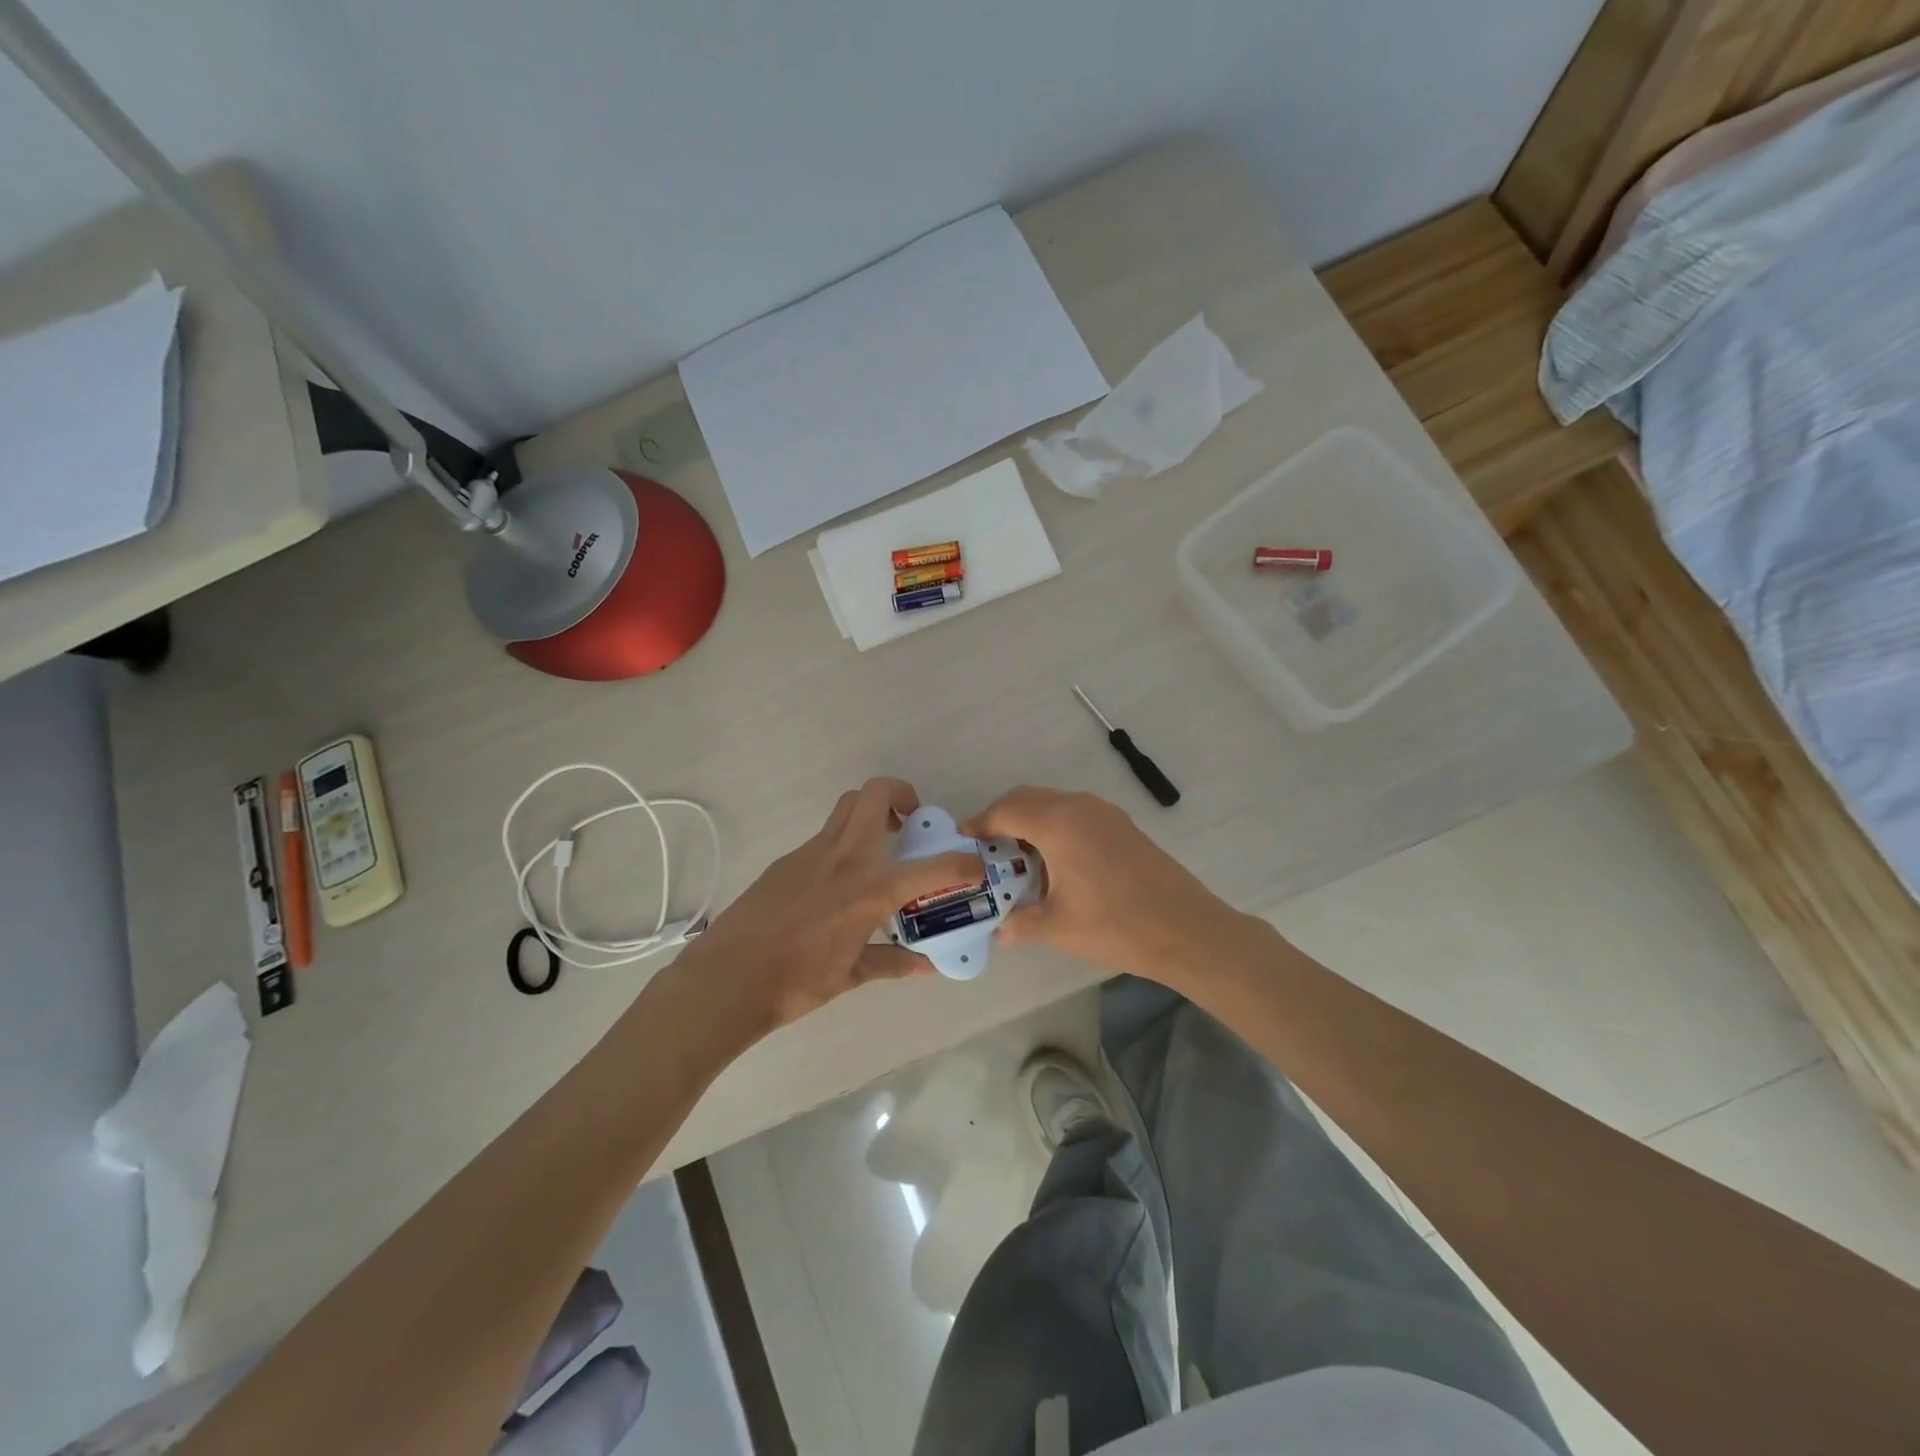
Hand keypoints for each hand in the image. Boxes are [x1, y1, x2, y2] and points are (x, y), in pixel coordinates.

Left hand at [674, 778, 982, 1035]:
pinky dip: (844, 843)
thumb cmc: (795, 982)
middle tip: (911, 824)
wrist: (727, 978)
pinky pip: (825, 836)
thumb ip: (892, 963)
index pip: (931, 867)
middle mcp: (845, 858)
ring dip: (871, 812)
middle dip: (902, 795)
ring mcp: (812, 852)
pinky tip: (839, 882)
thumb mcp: (851, 976)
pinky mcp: (788, 859)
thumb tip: (925, 966)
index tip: (973, 865)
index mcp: (869, 889)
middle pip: (876, 794)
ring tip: (880, 847)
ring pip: (848, 806)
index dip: (962, 863)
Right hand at [961, 786, 1245, 989]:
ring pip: (1052, 803)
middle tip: (986, 849)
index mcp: (1058, 824)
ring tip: (1017, 859)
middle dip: (1001, 817)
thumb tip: (998, 932)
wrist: (1187, 929)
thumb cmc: (1116, 925)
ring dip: (1029, 821)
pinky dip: (1054, 826)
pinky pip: (1074, 813)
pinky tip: (1054, 862)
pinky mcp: (1121, 824)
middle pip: (1027, 798)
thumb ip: (1020, 924)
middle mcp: (1078, 806)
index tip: (962, 840)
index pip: (1004, 811)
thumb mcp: (1059, 927)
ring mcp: (1104, 812)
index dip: (979, 824)